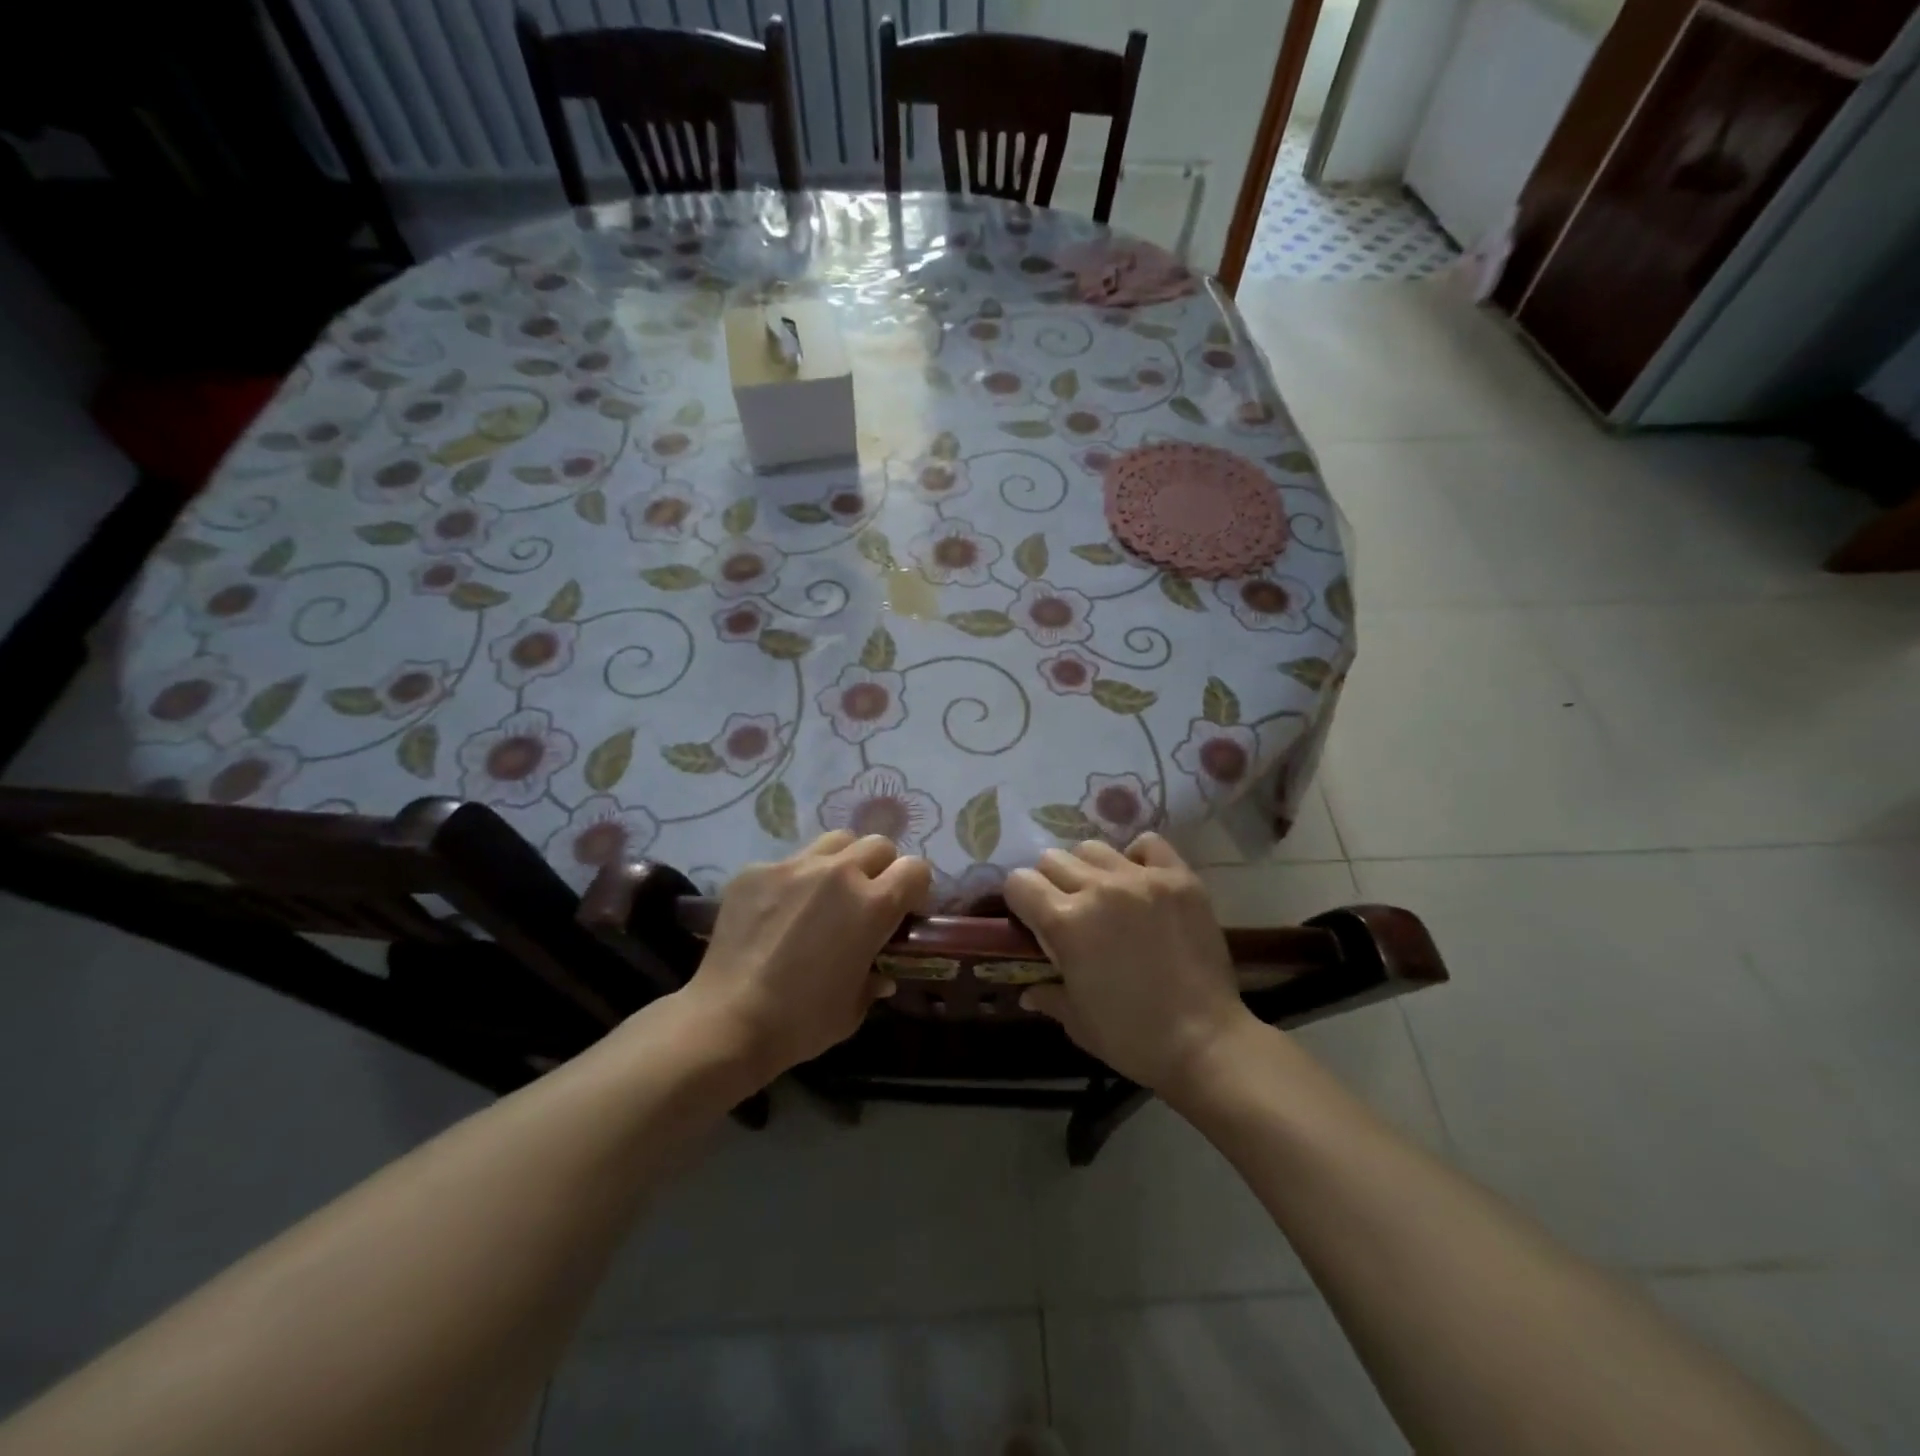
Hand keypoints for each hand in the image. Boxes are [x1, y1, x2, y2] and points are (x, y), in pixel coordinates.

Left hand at [681, 831, 931, 1082]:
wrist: (728, 1022)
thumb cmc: (801, 1022)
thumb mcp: (854, 1008)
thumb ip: (874, 979)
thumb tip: (880, 972)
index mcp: (873, 905)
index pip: (915, 869)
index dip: (915, 889)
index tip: (905, 911)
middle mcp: (839, 873)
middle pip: (877, 844)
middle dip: (881, 868)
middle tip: (865, 900)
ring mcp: (793, 866)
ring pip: (834, 842)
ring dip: (841, 862)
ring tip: (825, 894)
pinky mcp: (756, 871)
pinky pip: (788, 862)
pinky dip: (793, 880)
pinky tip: (777, 912)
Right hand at [1005, 834, 1255, 1095]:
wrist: (1206, 1042)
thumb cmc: (1133, 1038)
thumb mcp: (1077, 1022)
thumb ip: (1048, 995)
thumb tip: (1028, 991)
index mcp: (1065, 923)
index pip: (1019, 882)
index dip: (1019, 900)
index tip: (1030, 918)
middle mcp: (1098, 889)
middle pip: (1053, 859)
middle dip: (1051, 882)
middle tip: (1068, 909)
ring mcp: (1141, 879)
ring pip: (1094, 848)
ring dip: (1089, 869)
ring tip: (1104, 895)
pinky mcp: (1179, 879)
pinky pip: (1148, 845)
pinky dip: (1137, 857)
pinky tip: (1140, 882)